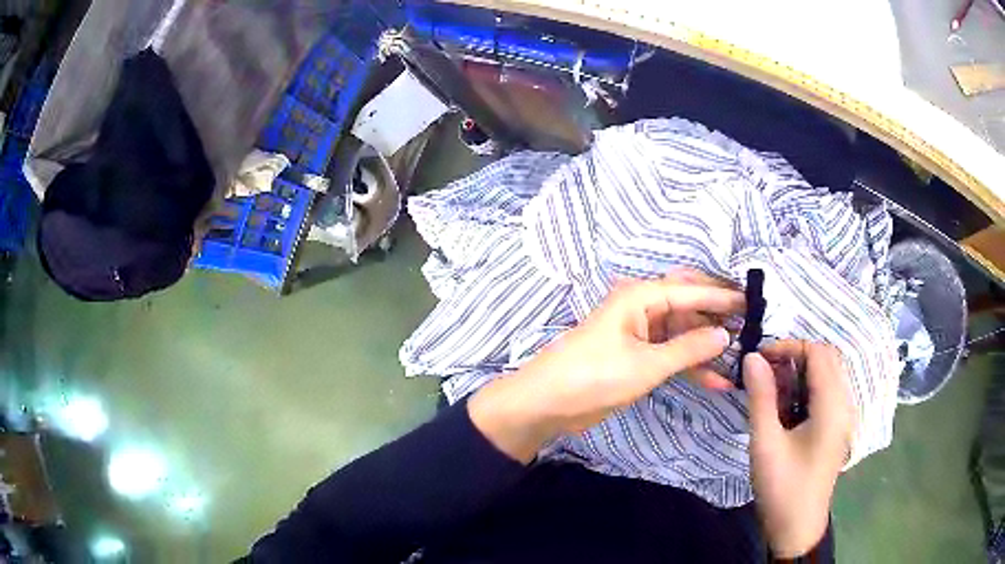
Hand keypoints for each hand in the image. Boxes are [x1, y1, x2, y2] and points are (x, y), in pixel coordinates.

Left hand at [469, 269, 743, 462]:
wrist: (546, 404)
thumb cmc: (594, 377)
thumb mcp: (646, 364)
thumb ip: (689, 348)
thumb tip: (724, 334)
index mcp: (641, 296)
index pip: (692, 291)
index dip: (723, 297)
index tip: (754, 304)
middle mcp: (641, 307)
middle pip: (688, 306)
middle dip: (717, 318)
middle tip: (750, 328)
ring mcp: (638, 332)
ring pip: (682, 333)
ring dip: (706, 348)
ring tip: (739, 361)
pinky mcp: (635, 356)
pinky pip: (670, 354)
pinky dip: (689, 366)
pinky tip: (715, 382)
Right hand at [743, 340, 854, 557]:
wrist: (797, 527)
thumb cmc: (782, 488)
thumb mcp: (766, 443)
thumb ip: (761, 397)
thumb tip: (752, 357)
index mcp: (832, 407)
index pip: (818, 353)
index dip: (790, 346)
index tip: (760, 358)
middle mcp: (844, 405)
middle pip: (827, 359)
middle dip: (795, 357)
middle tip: (764, 371)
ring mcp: (843, 417)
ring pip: (828, 375)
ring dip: (801, 372)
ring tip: (771, 390)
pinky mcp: (837, 428)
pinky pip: (827, 393)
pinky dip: (807, 389)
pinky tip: (786, 408)